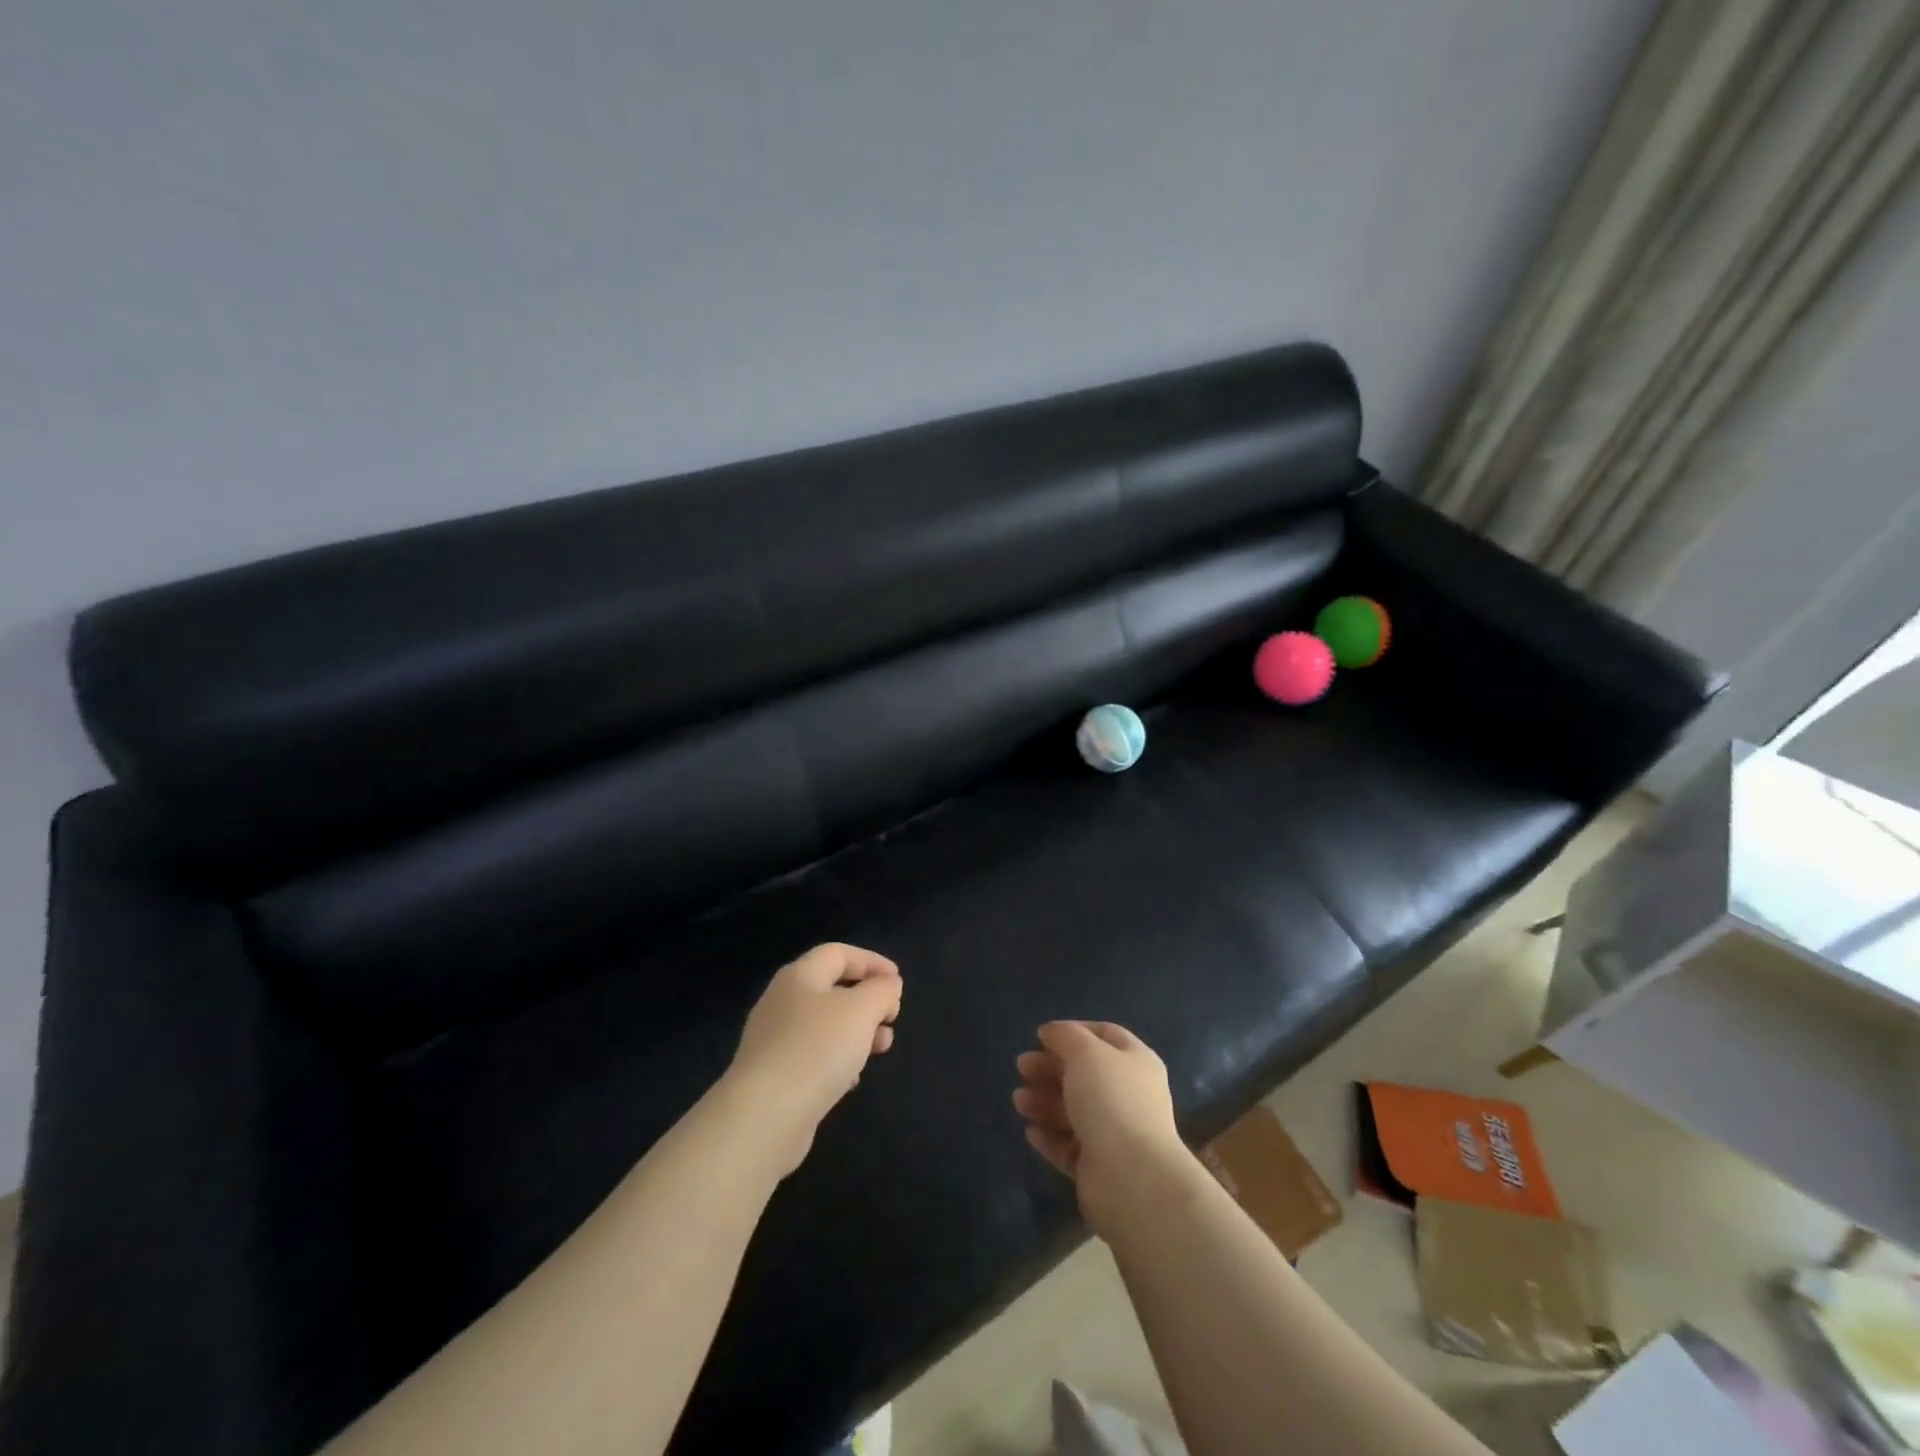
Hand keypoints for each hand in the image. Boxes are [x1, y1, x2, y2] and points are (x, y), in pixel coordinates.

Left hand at [727, 943, 901, 1174]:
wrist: (765, 1115)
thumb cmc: (817, 1049)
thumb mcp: (862, 1010)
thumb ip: (881, 991)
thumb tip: (887, 984)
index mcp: (799, 976)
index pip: (838, 953)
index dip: (871, 962)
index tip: (898, 981)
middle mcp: (782, 1002)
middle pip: (832, 989)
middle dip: (868, 1001)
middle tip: (892, 1019)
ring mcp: (774, 1040)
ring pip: (825, 1025)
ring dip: (858, 1032)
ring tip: (881, 1049)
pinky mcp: (774, 1076)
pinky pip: (813, 1057)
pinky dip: (837, 1060)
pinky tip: (851, 1080)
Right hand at [1014, 1021, 1190, 1236]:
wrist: (1131, 1178)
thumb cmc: (1110, 1100)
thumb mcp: (1086, 1052)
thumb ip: (1065, 1036)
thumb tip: (1051, 1031)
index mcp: (1135, 1062)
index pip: (1104, 1035)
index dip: (1073, 1032)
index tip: (1042, 1036)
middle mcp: (1128, 1094)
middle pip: (1083, 1074)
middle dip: (1050, 1068)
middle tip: (1021, 1067)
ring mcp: (1114, 1132)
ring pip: (1073, 1110)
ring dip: (1043, 1101)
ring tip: (1018, 1101)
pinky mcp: (1098, 1166)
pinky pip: (1068, 1145)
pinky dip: (1049, 1136)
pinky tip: (1030, 1132)